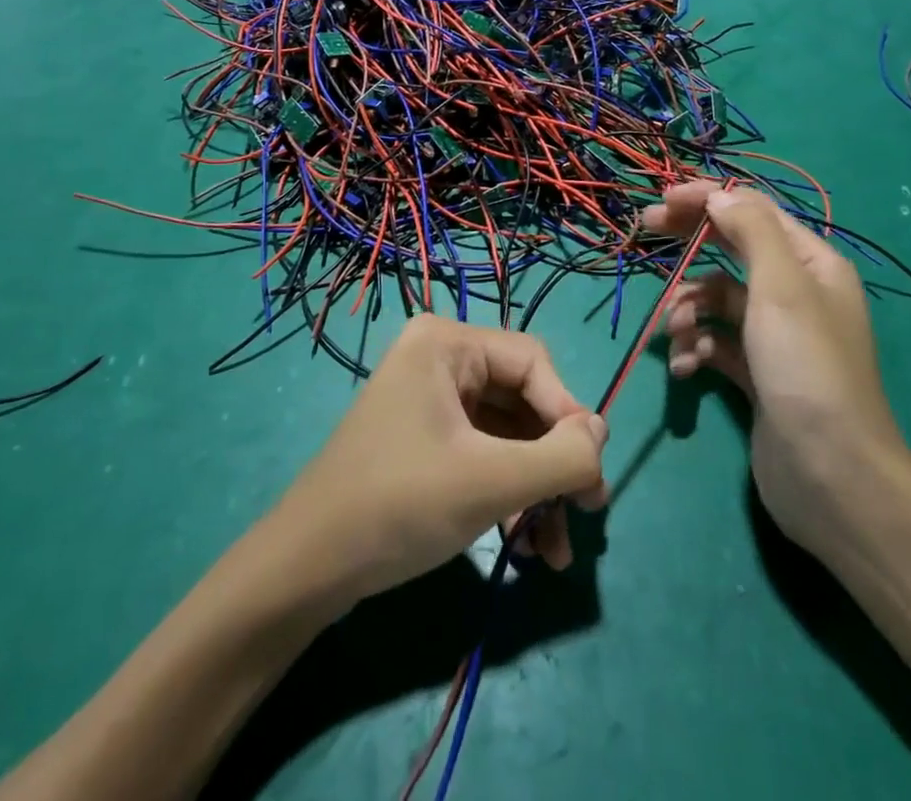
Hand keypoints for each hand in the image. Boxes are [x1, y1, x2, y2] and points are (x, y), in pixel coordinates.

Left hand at [267, 315, 607, 607]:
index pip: (533, 364)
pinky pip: (485, 454)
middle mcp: (441, 359)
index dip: (569, 416)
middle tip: (584, 515)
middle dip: (554, 463)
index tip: (591, 478)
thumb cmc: (400, 504)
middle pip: (522, 401)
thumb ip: (560, 457)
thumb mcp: (490, 481)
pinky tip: (525, 546)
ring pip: (508, 435)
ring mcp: (432, 401)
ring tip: (553, 552)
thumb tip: (602, 432)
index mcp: (447, 343)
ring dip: (536, 490)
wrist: (308, 568)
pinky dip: (509, 495)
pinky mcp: (428, 439)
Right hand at [643, 183, 906, 554]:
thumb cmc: (806, 368)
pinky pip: (715, 342)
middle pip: (731, 247)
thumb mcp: (781, 287)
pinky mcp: (756, 372)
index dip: (707, 199)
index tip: (662, 202)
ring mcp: (774, 335)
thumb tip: (718, 196)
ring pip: (716, 298)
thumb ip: (750, 231)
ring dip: (688, 307)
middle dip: (689, 240)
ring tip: (675, 331)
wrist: (831, 475)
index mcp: (809, 263)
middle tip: (646, 229)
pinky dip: (695, 346)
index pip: (752, 210)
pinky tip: (684, 367)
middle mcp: (794, 292)